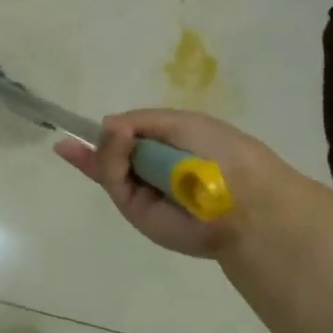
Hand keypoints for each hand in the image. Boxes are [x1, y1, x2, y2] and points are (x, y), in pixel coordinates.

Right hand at [56, 109, 316, 262]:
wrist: (241, 200)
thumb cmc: (220, 152)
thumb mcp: (181, 123)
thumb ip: (140, 121)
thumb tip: (106, 126)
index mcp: (173, 146)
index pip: (134, 135)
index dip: (113, 130)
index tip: (90, 123)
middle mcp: (156, 169)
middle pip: (116, 151)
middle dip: (104, 140)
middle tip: (101, 133)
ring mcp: (144, 191)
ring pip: (110, 165)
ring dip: (106, 149)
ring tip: (117, 138)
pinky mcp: (135, 211)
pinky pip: (112, 182)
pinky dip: (104, 162)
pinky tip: (100, 145)